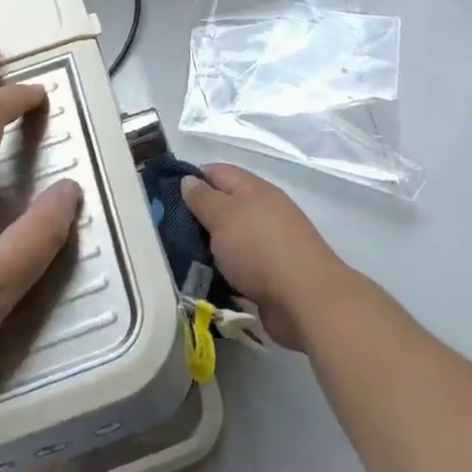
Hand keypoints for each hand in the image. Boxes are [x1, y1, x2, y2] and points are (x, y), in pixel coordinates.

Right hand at [180, 163, 351, 350]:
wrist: (306, 300)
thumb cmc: (259, 248)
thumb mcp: (223, 216)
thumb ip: (203, 198)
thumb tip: (188, 179)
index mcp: (253, 189)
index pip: (216, 172)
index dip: (191, 179)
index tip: (165, 197)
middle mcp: (263, 211)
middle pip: (223, 207)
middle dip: (196, 219)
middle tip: (167, 233)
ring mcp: (269, 244)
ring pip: (229, 240)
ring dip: (208, 249)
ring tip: (179, 260)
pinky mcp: (270, 275)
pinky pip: (238, 268)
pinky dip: (222, 273)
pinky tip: (203, 282)